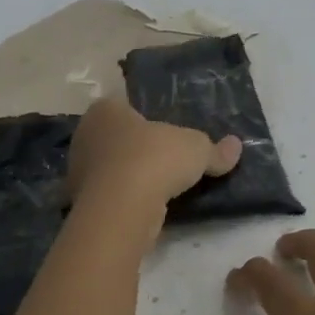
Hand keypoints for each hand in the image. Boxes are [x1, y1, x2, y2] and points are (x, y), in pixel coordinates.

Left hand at [67, 96, 241, 225]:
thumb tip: (236, 146)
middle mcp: (85, 135)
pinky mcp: (81, 202)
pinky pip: (108, 196)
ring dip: (128, 177)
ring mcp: (78, 171)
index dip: (144, 119)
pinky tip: (144, 208)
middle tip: (163, 159)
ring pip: (109, 169)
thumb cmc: (154, 159)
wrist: (122, 207)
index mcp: (105, 110)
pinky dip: (123, 200)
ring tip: (157, 187)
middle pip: (115, 138)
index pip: (123, 106)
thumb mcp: (196, 149)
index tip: (163, 134)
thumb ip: (214, 149)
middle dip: (135, 148)